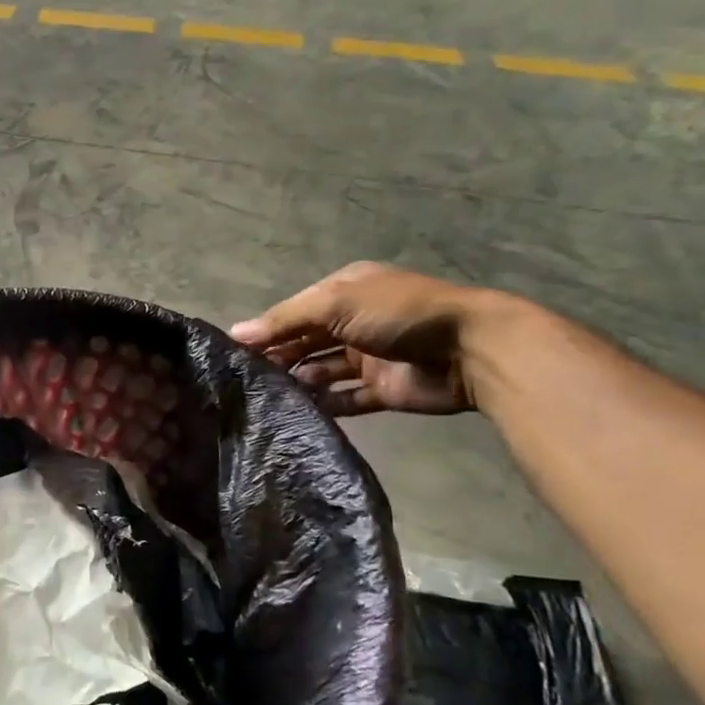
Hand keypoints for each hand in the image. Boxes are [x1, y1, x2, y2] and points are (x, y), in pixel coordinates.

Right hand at [230, 262, 497, 416]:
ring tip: (269, 397)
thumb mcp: (335, 303)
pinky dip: (325, 404)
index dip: (266, 330)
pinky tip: (299, 413)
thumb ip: (285, 320)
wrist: (469, 350)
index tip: (235, 353)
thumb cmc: (397, 314)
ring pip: (322, 371)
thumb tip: (236, 333)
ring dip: (299, 382)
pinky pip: (346, 399)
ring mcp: (369, 357)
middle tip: (247, 380)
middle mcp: (354, 321)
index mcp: (344, 292)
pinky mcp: (383, 389)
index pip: (294, 312)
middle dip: (279, 358)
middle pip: (305, 342)